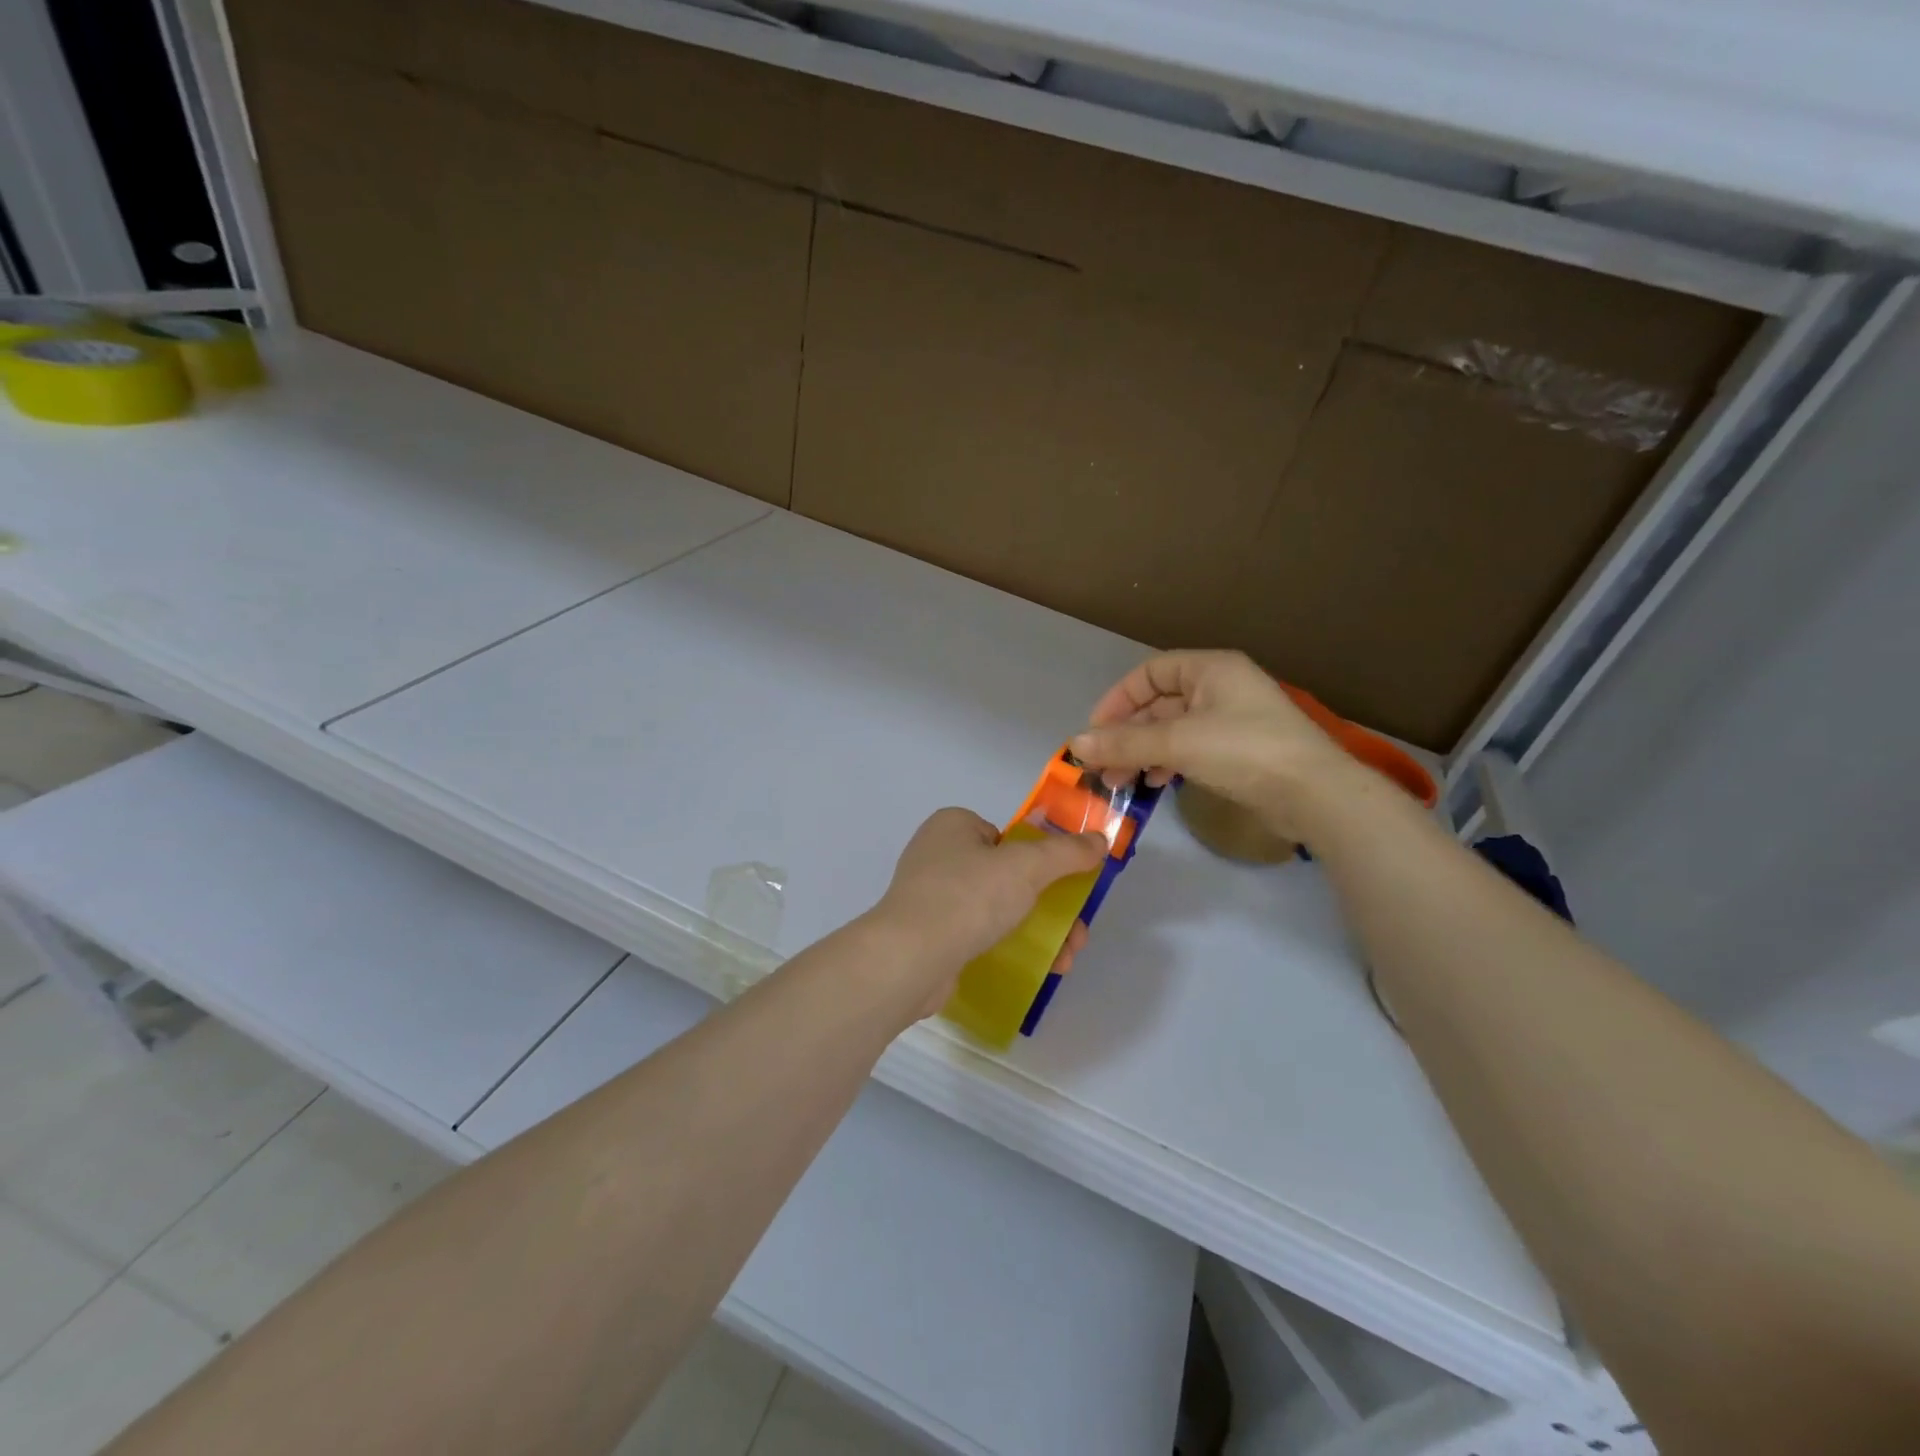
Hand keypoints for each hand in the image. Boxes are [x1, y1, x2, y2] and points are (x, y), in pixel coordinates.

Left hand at [861, 808, 1106, 1020]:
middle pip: (1008, 875)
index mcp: (953, 825)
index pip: (1007, 835)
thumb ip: (1067, 852)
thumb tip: (1099, 840)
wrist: (911, 958)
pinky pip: (978, 934)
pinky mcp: (929, 935)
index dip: (1040, 857)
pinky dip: (1010, 946)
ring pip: (997, 908)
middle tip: (1077, 931)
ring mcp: (930, 898)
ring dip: (1039, 929)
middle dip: (1050, 903)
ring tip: (1067, 958)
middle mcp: (938, 855)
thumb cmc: (968, 896)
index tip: (1066, 883)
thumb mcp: (1027, 866)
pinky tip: (1038, 969)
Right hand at [1071, 650, 1354, 843]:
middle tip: (1103, 766)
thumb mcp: (1179, 743)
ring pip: (1172, 730)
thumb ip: (1125, 742)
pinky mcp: (1239, 751)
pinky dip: (1168, 762)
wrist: (1315, 794)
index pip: (1150, 673)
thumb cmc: (1245, 751)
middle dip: (1127, 735)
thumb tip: (1076, 744)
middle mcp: (1220, 687)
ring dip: (1143, 752)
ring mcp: (1231, 720)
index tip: (1097, 732)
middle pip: (1159, 704)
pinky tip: (1156, 783)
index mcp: (1210, 669)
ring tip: (1122, 781)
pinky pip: (1190, 748)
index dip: (1118, 700)